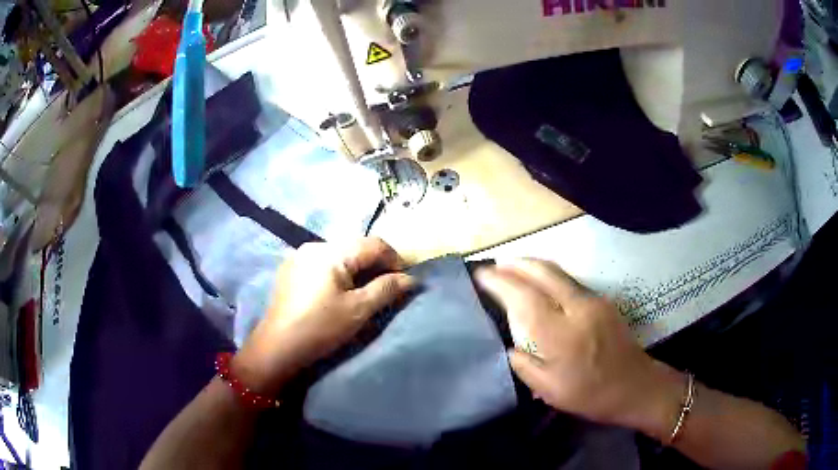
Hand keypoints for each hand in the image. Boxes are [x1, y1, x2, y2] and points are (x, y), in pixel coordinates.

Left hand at [233, 238, 414, 395]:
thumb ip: (386, 290)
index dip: (394, 259)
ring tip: (362, 291)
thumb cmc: (320, 327)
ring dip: (356, 269)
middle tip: (385, 288)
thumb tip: (411, 279)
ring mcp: (298, 256)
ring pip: (338, 254)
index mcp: (331, 251)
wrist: (277, 347)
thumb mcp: (358, 310)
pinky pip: (322, 263)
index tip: (403, 281)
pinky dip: (337, 272)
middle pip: (355, 247)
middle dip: (375, 264)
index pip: (373, 244)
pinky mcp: (290, 269)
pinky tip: (336, 292)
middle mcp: (314, 245)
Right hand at [475, 259, 683, 437]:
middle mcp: (578, 308)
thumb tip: (510, 346)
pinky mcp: (603, 301)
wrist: (636, 386)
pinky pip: (569, 281)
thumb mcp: (550, 391)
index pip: (524, 298)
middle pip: (543, 272)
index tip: (481, 275)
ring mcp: (594, 300)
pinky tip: (540, 285)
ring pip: (558, 272)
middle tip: (494, 266)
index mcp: (562, 335)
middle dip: (515, 264)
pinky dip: (548, 276)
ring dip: (532, 266)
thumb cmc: (591, 395)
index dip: (500, 282)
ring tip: (511, 269)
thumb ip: (524, 365)